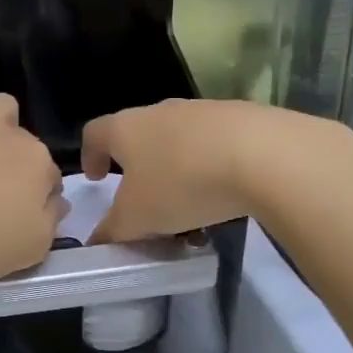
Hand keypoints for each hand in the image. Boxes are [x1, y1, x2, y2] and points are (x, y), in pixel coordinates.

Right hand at [81, 99, 352, 242]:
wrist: (263, 154)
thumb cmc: (182, 182)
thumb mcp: (138, 218)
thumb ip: (113, 231)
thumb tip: (97, 241)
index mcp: (126, 127)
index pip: (94, 133)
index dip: (90, 156)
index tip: (96, 179)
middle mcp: (159, 111)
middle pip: (139, 137)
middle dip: (139, 171)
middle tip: (145, 204)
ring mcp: (201, 111)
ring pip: (178, 144)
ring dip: (177, 174)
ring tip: (190, 215)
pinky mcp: (240, 118)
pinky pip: (213, 146)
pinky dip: (210, 171)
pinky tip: (224, 200)